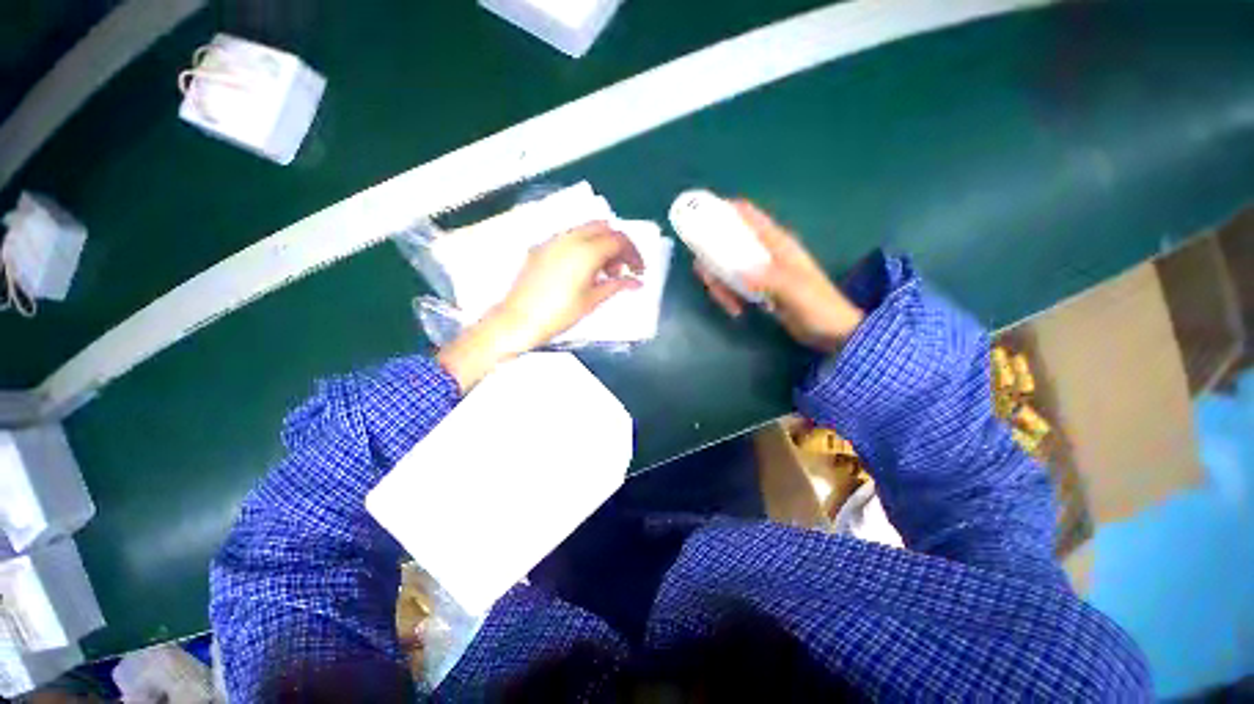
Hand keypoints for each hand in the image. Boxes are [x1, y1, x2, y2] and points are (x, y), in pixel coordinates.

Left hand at [438, 222, 643, 391]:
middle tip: (622, 270)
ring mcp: (553, 241)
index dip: (634, 254)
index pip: (619, 240)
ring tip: (604, 273)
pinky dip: (584, 246)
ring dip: (602, 244)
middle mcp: (570, 238)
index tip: (639, 271)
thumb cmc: (559, 314)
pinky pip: (570, 237)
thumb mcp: (592, 300)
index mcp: (586, 251)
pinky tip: (583, 270)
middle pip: (604, 228)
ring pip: (586, 230)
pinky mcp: (542, 248)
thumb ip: (617, 285)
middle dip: (619, 246)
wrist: (518, 320)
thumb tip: (637, 282)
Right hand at [694, 199, 863, 352]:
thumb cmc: (818, 306)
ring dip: (720, 284)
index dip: (722, 210)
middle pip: (727, 243)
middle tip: (712, 283)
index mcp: (776, 242)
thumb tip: (738, 272)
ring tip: (730, 305)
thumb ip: (769, 278)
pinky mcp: (756, 288)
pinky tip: (736, 310)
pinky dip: (728, 295)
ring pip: (726, 267)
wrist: (832, 331)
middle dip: (712, 261)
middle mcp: (764, 251)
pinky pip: (732, 285)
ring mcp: (759, 270)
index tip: (698, 221)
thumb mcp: (795, 291)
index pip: (747, 215)